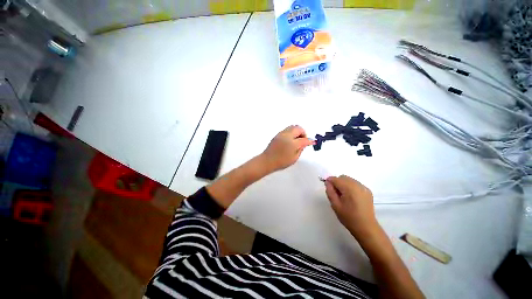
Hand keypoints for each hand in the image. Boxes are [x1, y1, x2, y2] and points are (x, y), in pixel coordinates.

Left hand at [260, 125, 313, 172]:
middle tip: (303, 140)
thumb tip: (305, 143)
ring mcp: (281, 134)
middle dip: (303, 133)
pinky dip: (291, 132)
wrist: (267, 161)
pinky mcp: (277, 135)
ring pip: (292, 127)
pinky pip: (287, 130)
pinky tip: (290, 140)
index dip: (309, 141)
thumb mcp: (294, 158)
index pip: (304, 139)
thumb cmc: (281, 162)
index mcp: (292, 143)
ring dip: (297, 132)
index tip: (312, 142)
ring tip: (297, 140)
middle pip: (298, 128)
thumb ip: (301, 149)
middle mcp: (287, 136)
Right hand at [325, 175, 378, 239]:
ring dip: (344, 184)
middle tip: (336, 194)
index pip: (335, 179)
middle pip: (343, 177)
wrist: (366, 227)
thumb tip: (328, 182)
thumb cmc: (348, 217)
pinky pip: (355, 184)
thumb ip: (330, 191)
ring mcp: (364, 187)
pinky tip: (352, 197)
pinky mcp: (368, 191)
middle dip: (337, 182)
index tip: (328, 188)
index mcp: (349, 188)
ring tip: (344, 196)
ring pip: (349, 180)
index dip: (329, 181)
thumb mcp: (335, 205)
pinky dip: (351, 186)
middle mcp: (357, 185)